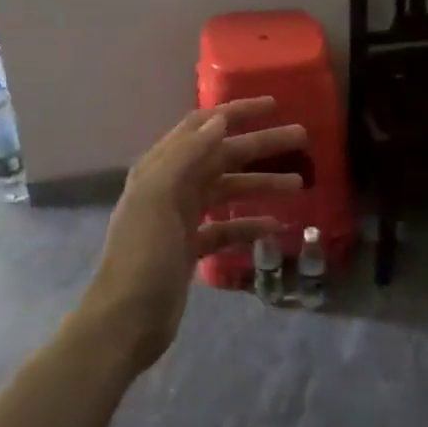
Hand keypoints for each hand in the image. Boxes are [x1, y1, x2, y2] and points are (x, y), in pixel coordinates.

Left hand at [79, 98, 306, 373]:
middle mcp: (171, 187)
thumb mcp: (158, 199)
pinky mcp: (190, 248)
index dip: (236, 112)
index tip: (273, 105)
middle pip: (223, 156)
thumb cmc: (142, 256)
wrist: (125, 321)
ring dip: (262, 184)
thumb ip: (186, 155)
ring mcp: (181, 218)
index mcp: (160, 168)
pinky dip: (250, 224)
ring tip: (299, 184)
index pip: (202, 126)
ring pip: (229, 190)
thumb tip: (219, 119)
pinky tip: (275, 226)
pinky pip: (227, 227)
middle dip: (261, 145)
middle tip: (302, 138)